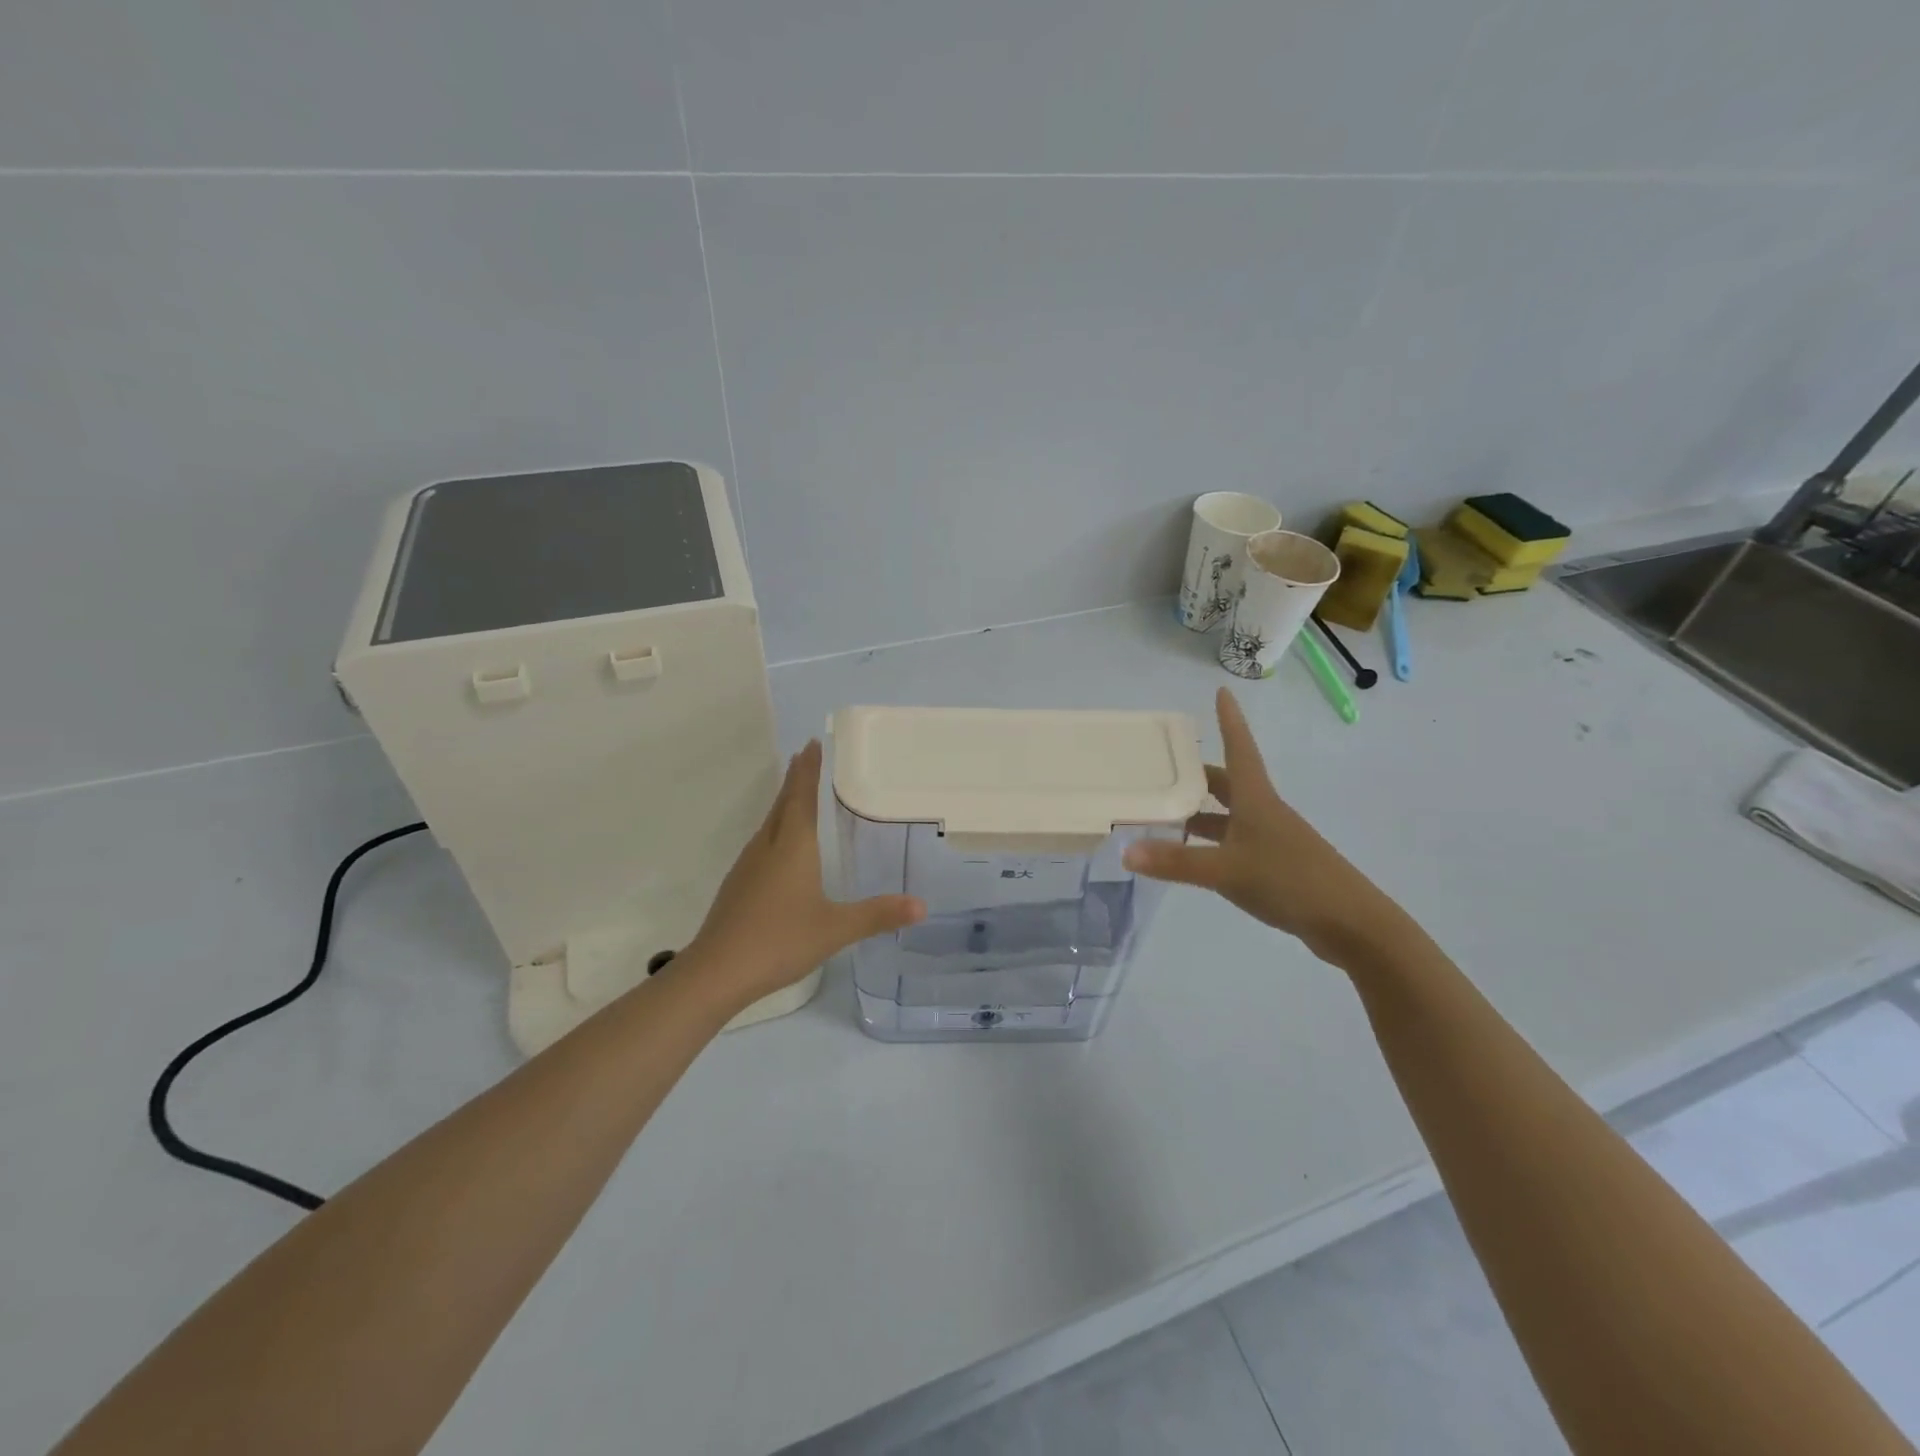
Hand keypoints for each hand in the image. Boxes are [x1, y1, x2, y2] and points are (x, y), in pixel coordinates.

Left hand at [683, 740, 924, 1011]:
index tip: (813, 743)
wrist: (717, 972)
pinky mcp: (737, 886)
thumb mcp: (836, 929)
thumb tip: (921, 905)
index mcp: (792, 846)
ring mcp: (747, 866)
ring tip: (797, 795)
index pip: (801, 796)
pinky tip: (780, 848)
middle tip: (806, 756)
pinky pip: (761, 844)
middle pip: (782, 804)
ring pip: (769, 823)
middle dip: (795, 779)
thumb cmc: (779, 940)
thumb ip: (877, 915)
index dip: (808, 769)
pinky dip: (776, 830)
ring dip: (784, 803)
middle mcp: (767, 847)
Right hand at [1123, 687, 1396, 960]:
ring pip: (1229, 815)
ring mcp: (1272, 839)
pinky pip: (1235, 841)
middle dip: (1197, 774)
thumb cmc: (1289, 881)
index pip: (1239, 748)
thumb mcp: (1225, 870)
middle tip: (1163, 768)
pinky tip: (1193, 855)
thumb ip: (1176, 862)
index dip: (1230, 720)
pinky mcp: (1276, 865)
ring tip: (1164, 814)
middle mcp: (1264, 812)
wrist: (1350, 923)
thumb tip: (1126, 851)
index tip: (1223, 691)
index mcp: (1256, 799)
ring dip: (1200, 812)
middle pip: (1228, 783)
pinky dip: (1211, 841)